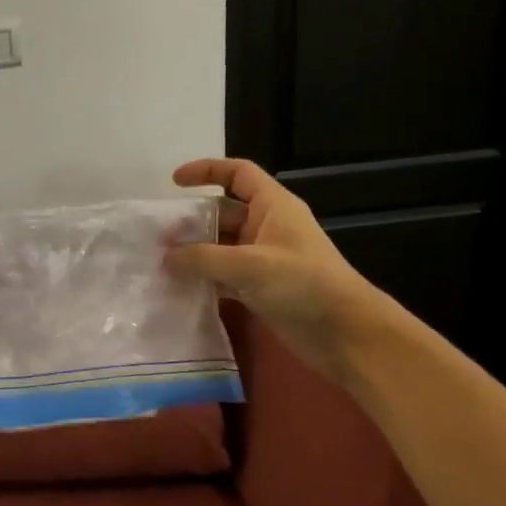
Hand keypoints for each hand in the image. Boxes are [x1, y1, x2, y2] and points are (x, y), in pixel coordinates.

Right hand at [164, 158, 380, 381]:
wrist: (346, 334)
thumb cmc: (304, 284)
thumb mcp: (250, 265)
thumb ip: (203, 259)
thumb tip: (165, 257)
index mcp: (273, 207)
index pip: (238, 174)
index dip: (207, 170)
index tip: (174, 182)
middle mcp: (266, 227)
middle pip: (222, 212)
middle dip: (191, 221)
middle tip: (159, 236)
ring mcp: (263, 259)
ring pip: (220, 246)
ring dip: (194, 253)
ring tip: (161, 263)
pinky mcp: (260, 288)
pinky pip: (224, 275)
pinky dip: (204, 278)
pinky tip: (180, 288)